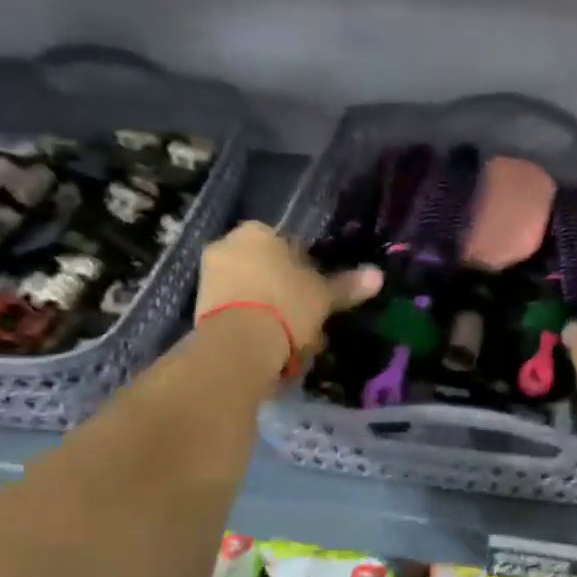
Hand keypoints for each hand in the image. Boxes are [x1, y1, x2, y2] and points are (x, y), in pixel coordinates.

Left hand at [195, 222, 379, 373]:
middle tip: (303, 321)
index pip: (290, 246)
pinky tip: (265, 345)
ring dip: (267, 310)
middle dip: (283, 291)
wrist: (239, 342)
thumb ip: (348, 285)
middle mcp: (228, 243)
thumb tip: (378, 275)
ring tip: (287, 340)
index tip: (316, 297)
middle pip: (266, 268)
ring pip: (249, 290)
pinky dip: (249, 323)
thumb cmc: (287, 306)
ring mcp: (209, 274)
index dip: (307, 272)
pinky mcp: (198, 305)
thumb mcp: (323, 296)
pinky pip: (234, 309)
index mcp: (259, 231)